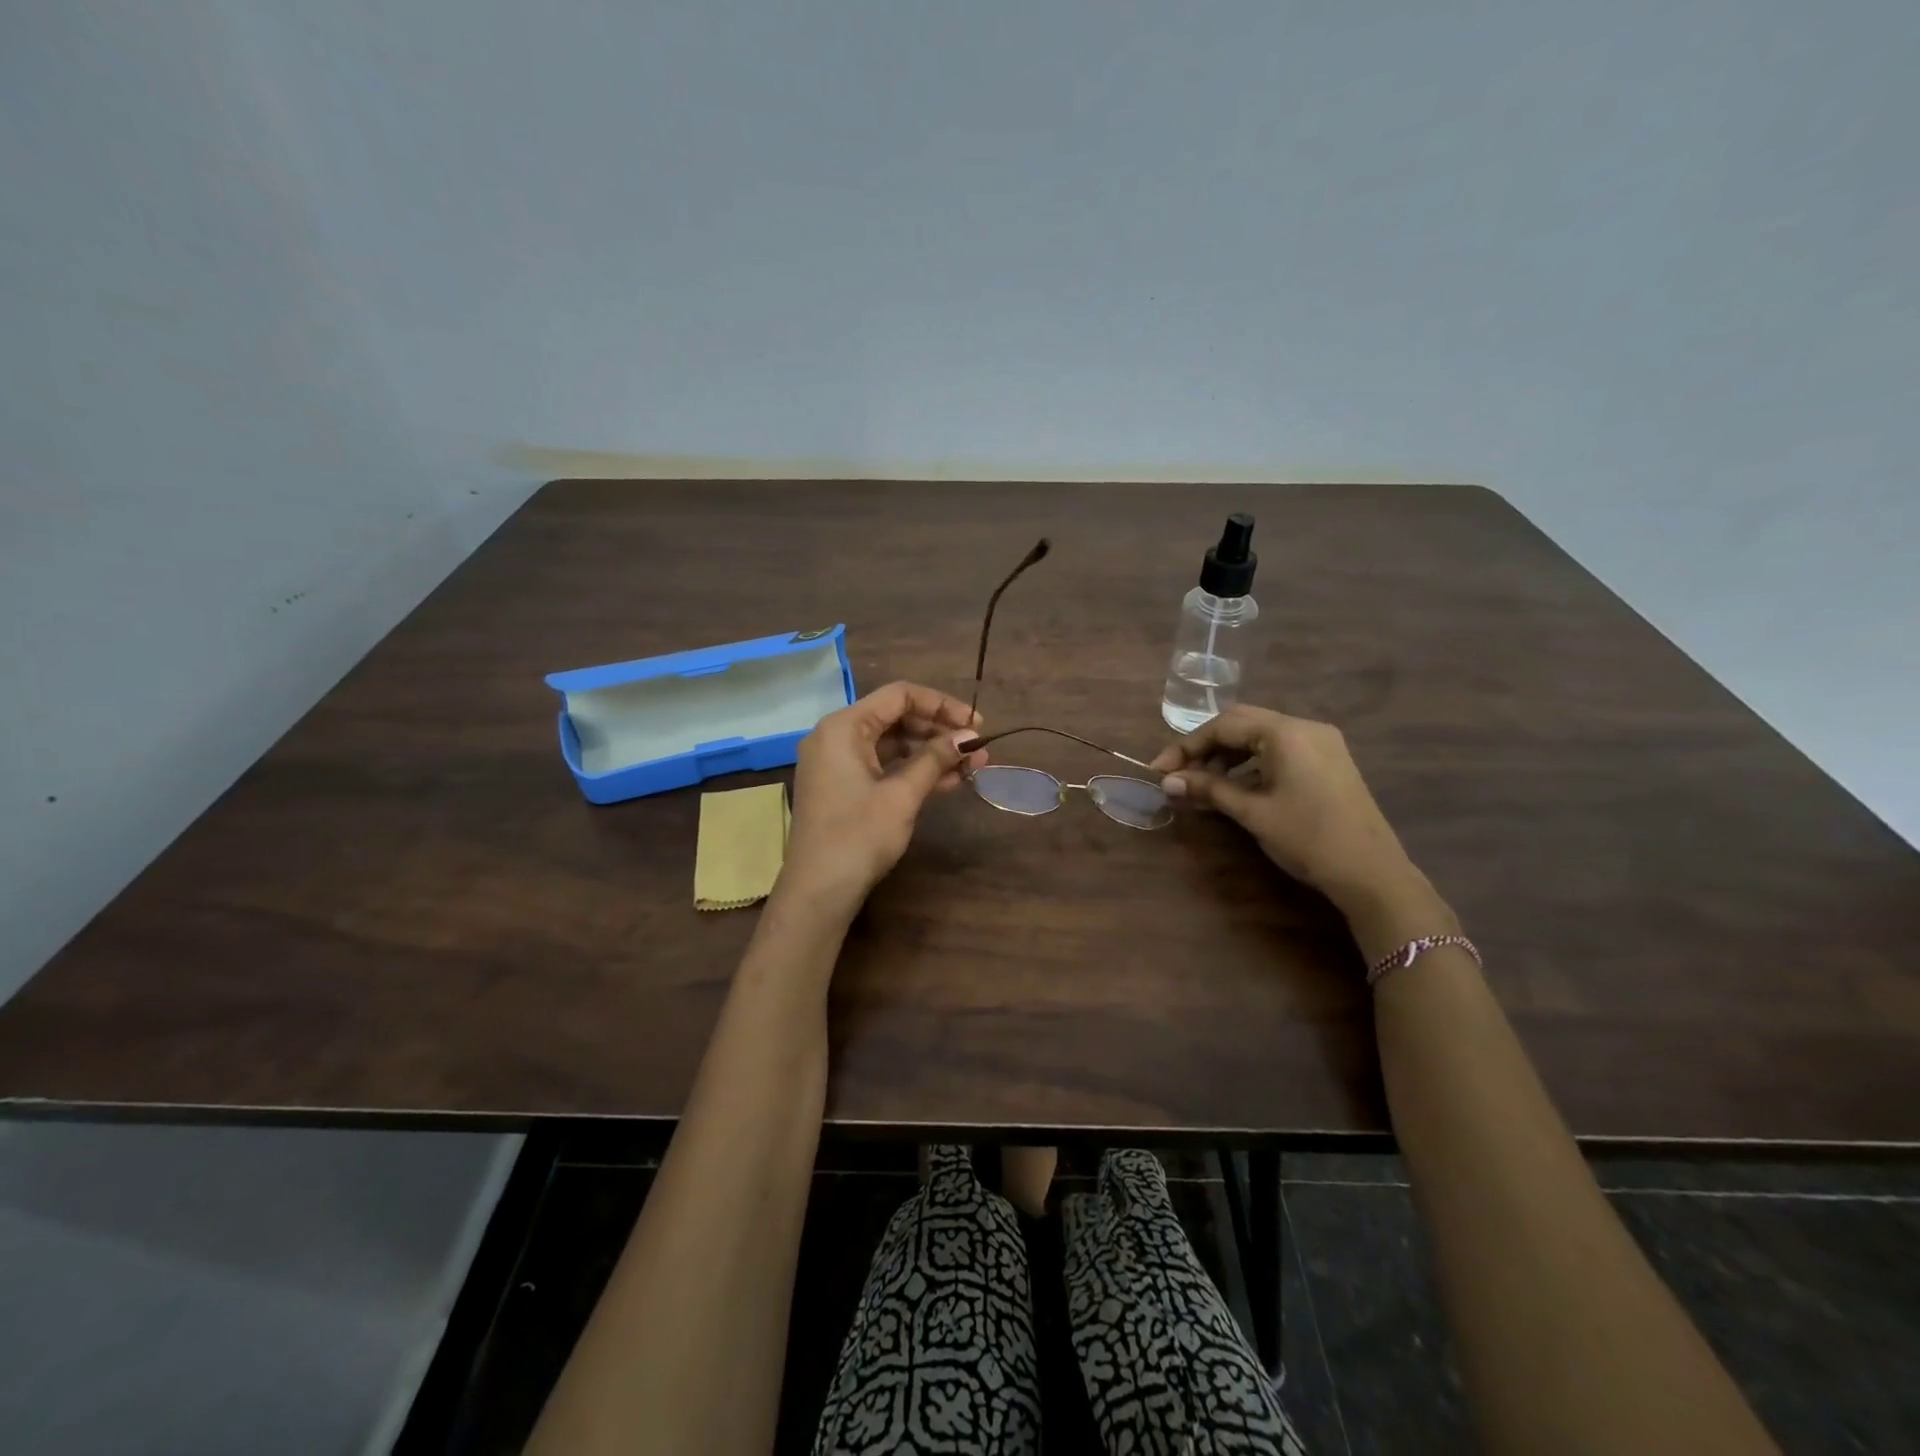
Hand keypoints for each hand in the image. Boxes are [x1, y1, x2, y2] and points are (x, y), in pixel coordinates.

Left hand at [780, 681, 987, 916]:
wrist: (818, 891)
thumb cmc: (858, 836)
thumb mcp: (902, 795)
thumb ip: (935, 759)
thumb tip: (970, 737)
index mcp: (844, 726)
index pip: (900, 695)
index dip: (942, 705)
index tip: (977, 723)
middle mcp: (837, 736)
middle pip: (896, 717)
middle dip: (939, 731)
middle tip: (977, 749)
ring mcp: (838, 762)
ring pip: (892, 744)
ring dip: (931, 753)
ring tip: (971, 767)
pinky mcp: (843, 787)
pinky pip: (883, 766)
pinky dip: (913, 771)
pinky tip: (947, 782)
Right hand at [1151, 704, 1416, 911]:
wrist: (1371, 873)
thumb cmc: (1307, 838)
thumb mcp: (1252, 812)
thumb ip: (1209, 789)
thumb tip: (1168, 782)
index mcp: (1285, 732)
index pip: (1223, 725)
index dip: (1186, 746)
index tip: (1160, 771)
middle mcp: (1304, 727)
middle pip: (1241, 724)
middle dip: (1204, 746)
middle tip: (1178, 773)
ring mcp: (1321, 743)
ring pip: (1260, 736)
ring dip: (1227, 754)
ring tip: (1202, 782)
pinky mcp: (1328, 761)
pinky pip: (1279, 749)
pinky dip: (1251, 762)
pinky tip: (1236, 785)